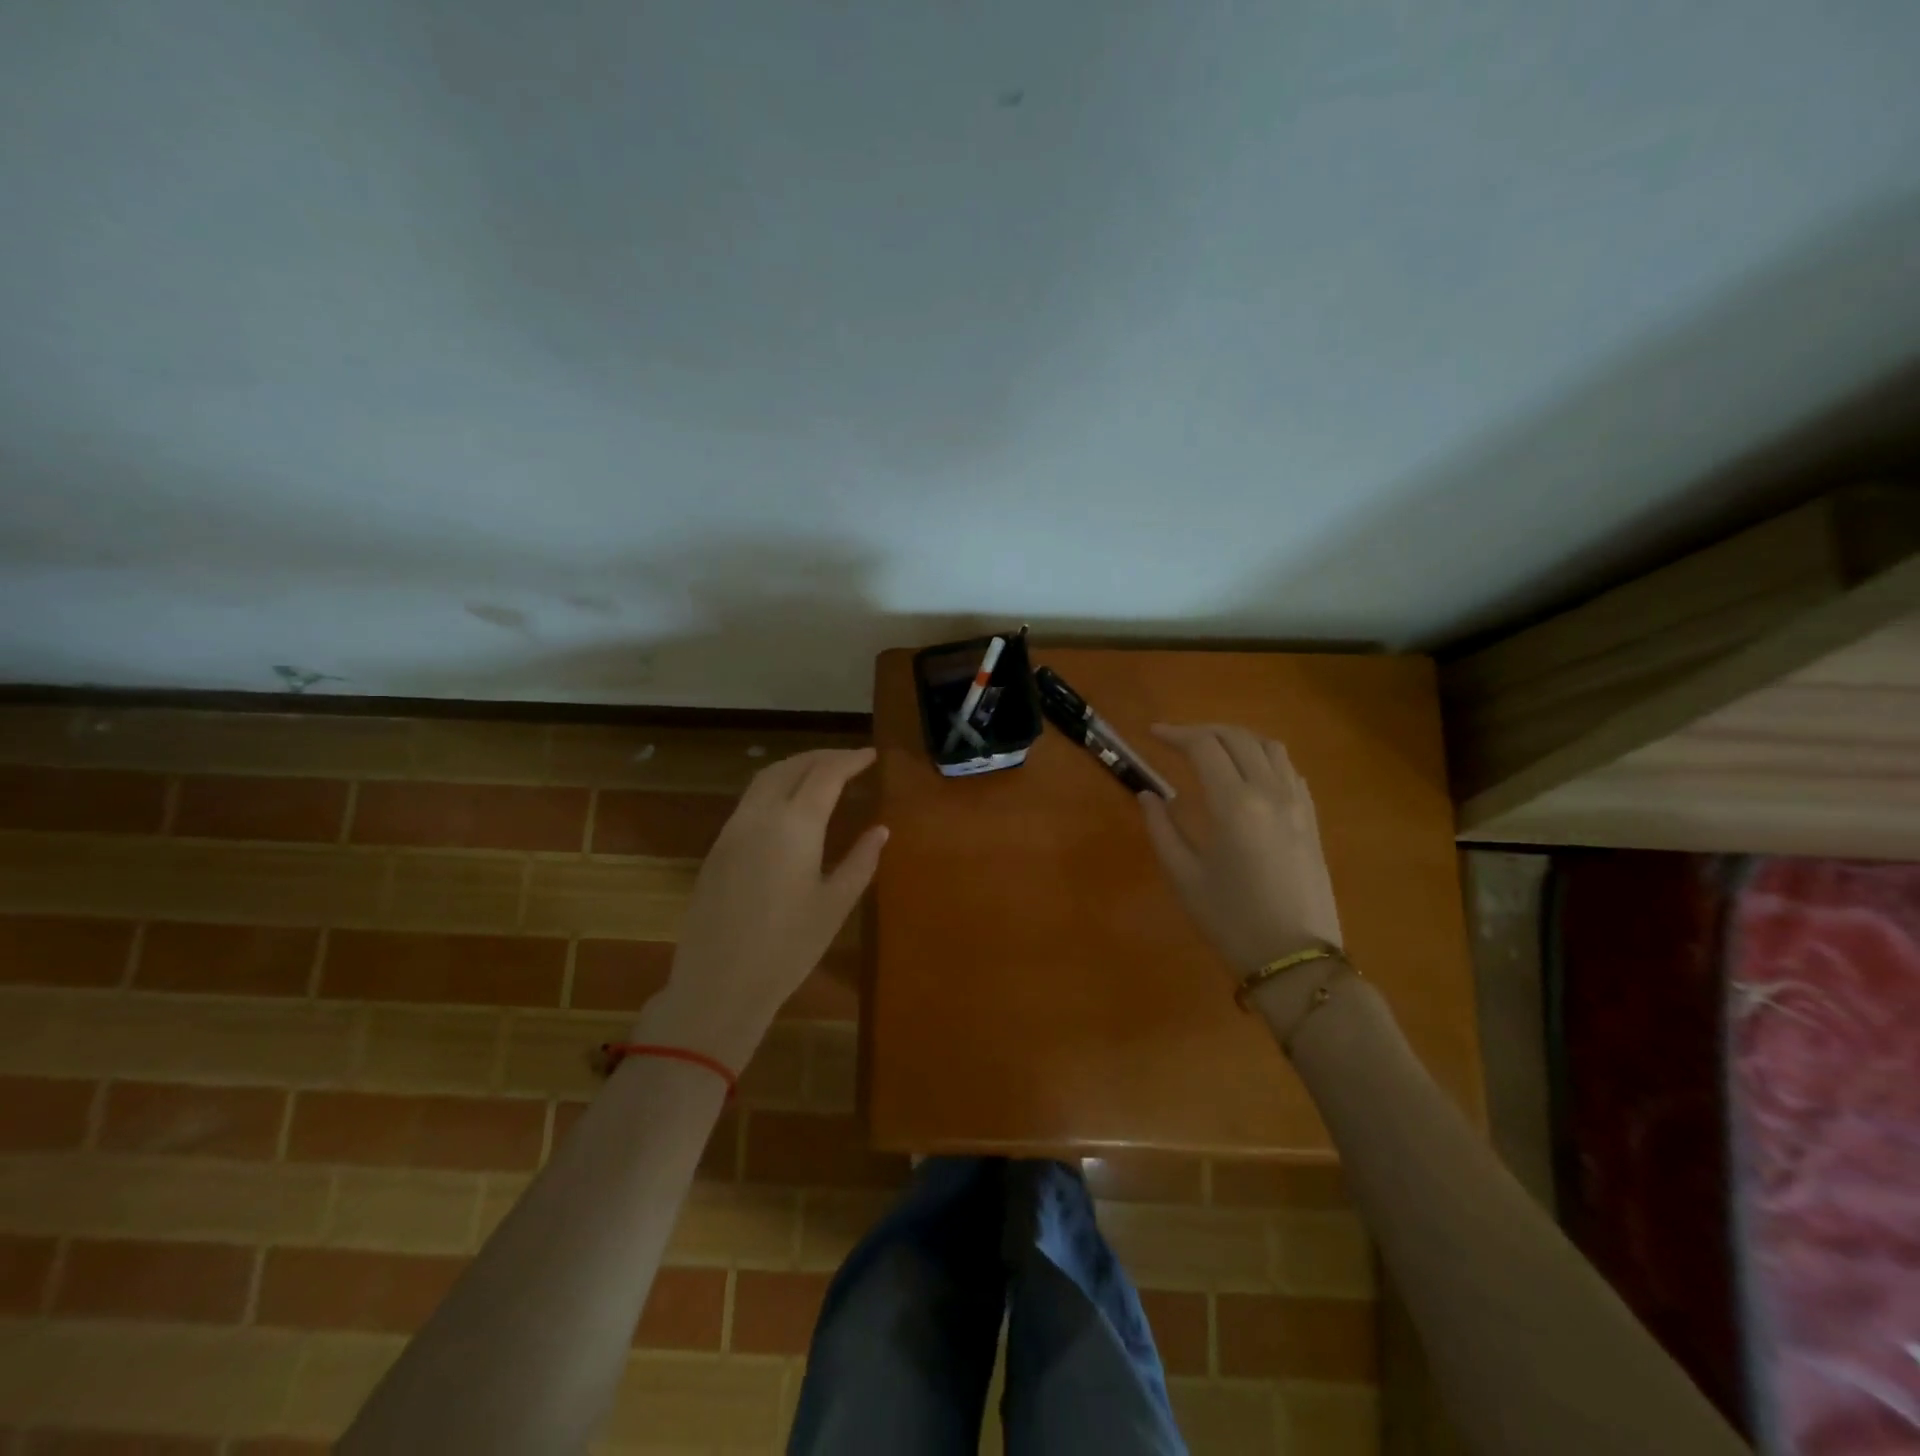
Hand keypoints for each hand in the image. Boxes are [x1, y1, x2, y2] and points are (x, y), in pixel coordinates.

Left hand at [638, 748, 887, 1069]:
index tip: (871, 755)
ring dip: (795, 767)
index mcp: (795, 824)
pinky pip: (750, 801)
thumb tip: (880, 829)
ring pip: (765, 779)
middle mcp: (760, 815)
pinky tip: (789, 806)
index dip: (850, 760)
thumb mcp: (836, 904)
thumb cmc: (788, 947)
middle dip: (822, 757)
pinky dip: (775, 787)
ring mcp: (733, 830)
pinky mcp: (717, 848)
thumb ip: (861, 860)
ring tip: (821, 774)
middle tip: (849, 760)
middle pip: (792, 766)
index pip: (826, 774)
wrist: (719, 984)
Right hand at [1139, 724, 1341, 977]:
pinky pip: (1288, 769)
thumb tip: (1148, 795)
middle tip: (1175, 740)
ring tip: (1211, 749)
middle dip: (1202, 731)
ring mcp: (1297, 803)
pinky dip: (1263, 756)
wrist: (1296, 959)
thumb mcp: (1184, 877)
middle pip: (1237, 737)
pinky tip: (1248, 773)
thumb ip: (1161, 828)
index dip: (1175, 734)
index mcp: (1234, 804)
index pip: (1204, 747)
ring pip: (1268, 746)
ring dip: (1236, 738)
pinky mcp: (1311, 819)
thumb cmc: (1231, 921)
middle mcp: (1270, 792)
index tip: (1152, 734)